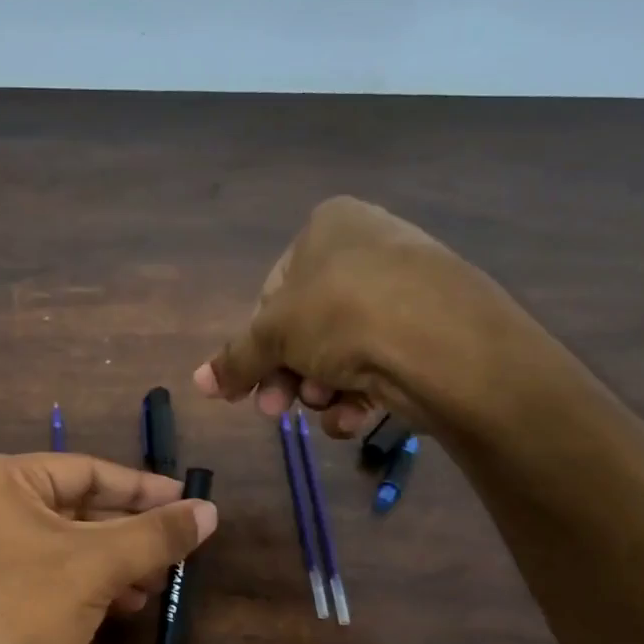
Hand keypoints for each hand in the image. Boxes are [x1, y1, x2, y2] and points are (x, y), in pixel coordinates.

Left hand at [0, 454, 217, 643]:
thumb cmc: (21, 614)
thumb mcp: (97, 566)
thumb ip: (156, 534)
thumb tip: (210, 510)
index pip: (83, 470)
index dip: (143, 488)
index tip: (189, 501)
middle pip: (71, 507)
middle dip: (128, 533)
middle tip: (178, 550)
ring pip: (57, 545)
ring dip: (111, 562)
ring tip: (156, 584)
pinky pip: (38, 574)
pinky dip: (81, 584)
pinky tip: (120, 605)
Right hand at [191, 195, 530, 438]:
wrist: (446, 343)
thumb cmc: (343, 315)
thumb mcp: (274, 335)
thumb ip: (235, 359)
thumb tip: (197, 382)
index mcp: (329, 226)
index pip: (273, 292)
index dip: (255, 345)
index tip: (245, 387)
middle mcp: (369, 247)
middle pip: (306, 326)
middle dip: (287, 375)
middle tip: (274, 411)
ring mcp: (406, 287)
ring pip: (341, 350)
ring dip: (322, 388)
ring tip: (326, 408)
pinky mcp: (433, 328)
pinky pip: (380, 360)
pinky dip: (361, 394)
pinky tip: (357, 416)